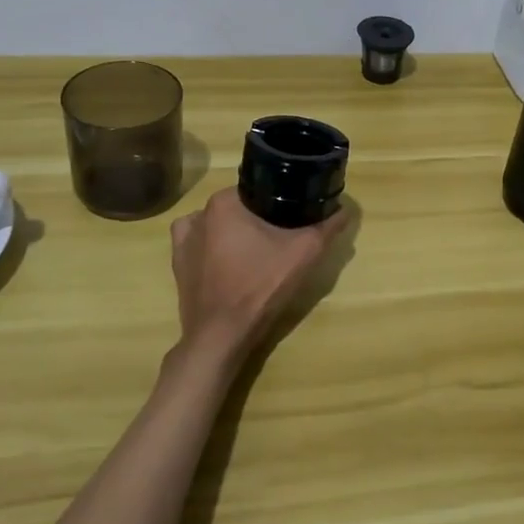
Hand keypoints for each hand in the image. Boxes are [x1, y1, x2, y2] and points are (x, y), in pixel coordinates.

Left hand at [169, 188, 350, 371]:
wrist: (221, 335)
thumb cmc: (259, 287)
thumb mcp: (303, 254)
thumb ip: (327, 227)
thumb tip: (344, 209)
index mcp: (225, 202)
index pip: (259, 188)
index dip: (279, 201)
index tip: (294, 218)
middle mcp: (199, 213)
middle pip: (240, 207)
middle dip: (260, 218)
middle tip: (282, 239)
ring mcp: (184, 239)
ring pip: (220, 224)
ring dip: (237, 232)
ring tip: (257, 252)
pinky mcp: (178, 263)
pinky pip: (200, 243)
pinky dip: (214, 247)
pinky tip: (229, 260)